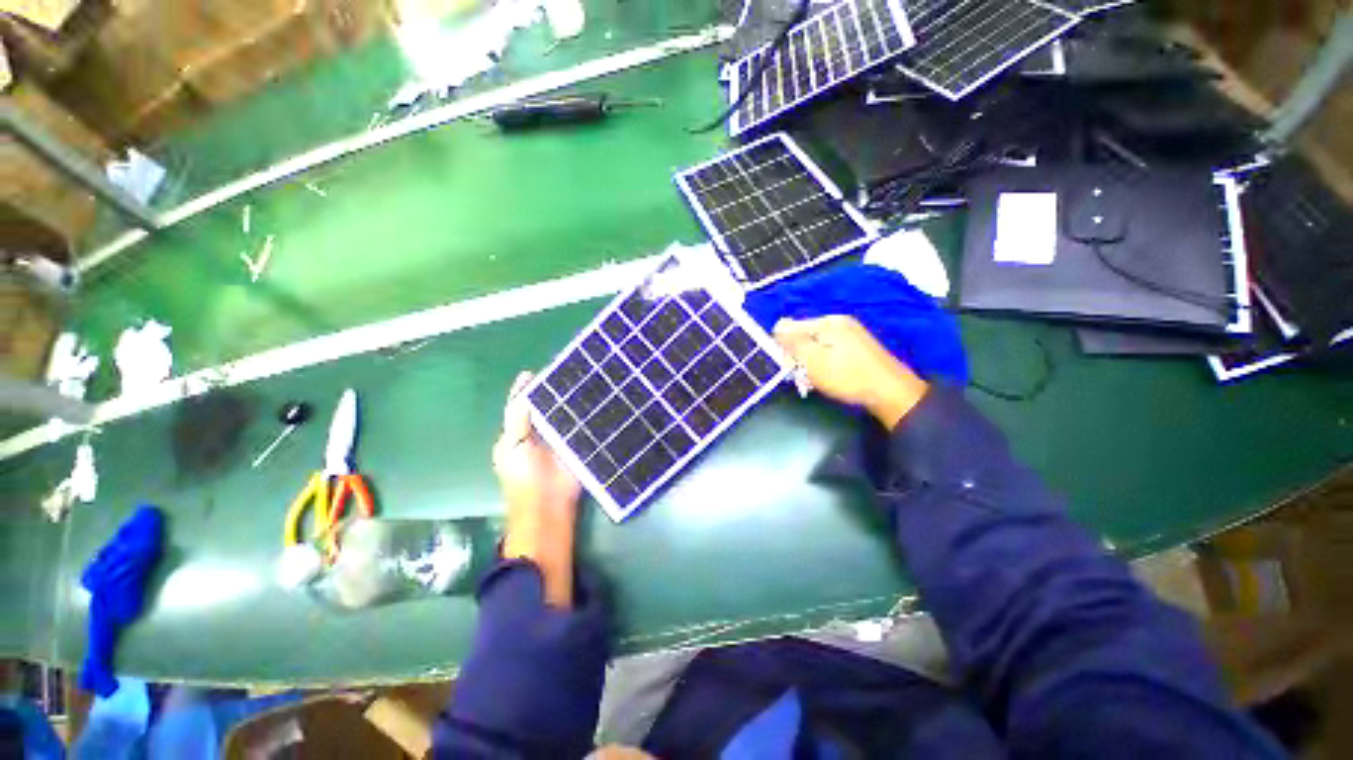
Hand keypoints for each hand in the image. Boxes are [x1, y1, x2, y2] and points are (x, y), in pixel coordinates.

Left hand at [493, 371, 581, 605]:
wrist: (549, 506)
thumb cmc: (524, 477)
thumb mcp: (513, 446)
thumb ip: (517, 419)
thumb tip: (524, 390)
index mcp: (516, 434)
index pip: (519, 406)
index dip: (526, 390)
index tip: (537, 372)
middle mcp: (536, 434)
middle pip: (543, 409)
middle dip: (552, 393)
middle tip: (567, 373)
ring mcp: (557, 441)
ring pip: (562, 416)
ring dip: (570, 403)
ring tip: (582, 382)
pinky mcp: (574, 447)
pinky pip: (578, 427)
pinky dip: (584, 416)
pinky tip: (593, 403)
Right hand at [773, 316, 928, 428]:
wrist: (891, 393)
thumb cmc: (847, 377)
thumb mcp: (814, 360)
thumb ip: (793, 342)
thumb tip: (777, 327)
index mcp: (827, 322)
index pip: (789, 327)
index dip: (784, 347)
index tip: (790, 367)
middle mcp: (837, 322)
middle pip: (802, 335)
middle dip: (797, 356)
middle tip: (803, 378)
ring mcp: (849, 333)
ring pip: (815, 345)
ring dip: (809, 363)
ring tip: (815, 381)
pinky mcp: (856, 346)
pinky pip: (829, 350)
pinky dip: (823, 364)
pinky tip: (828, 378)